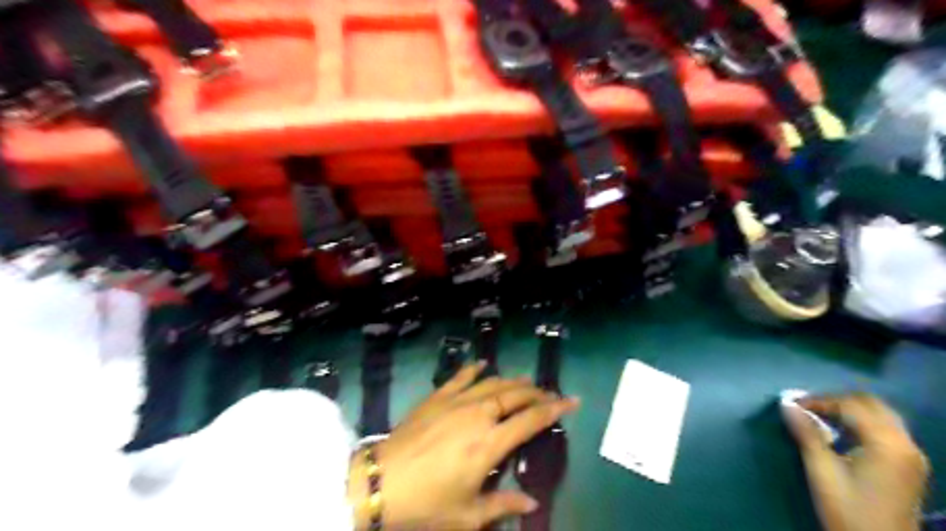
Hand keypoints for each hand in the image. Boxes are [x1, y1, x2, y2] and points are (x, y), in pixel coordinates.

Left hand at [351, 364, 580, 529]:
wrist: (380, 482)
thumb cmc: (426, 503)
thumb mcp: (467, 515)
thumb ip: (502, 506)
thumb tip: (531, 502)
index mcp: (489, 443)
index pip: (531, 420)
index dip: (554, 409)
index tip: (572, 401)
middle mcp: (477, 415)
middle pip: (515, 395)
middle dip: (537, 392)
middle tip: (550, 393)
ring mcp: (455, 401)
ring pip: (493, 383)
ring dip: (512, 380)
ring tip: (526, 381)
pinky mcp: (436, 397)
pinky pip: (460, 377)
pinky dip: (474, 369)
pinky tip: (483, 364)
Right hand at [785, 394, 929, 530]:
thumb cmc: (848, 509)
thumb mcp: (821, 471)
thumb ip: (806, 434)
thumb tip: (786, 404)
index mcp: (887, 443)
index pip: (851, 405)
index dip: (819, 400)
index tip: (791, 404)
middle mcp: (905, 443)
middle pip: (871, 404)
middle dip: (836, 400)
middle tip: (806, 407)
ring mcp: (911, 455)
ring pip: (880, 415)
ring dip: (849, 410)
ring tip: (819, 416)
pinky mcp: (908, 466)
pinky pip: (885, 429)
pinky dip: (861, 422)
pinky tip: (841, 432)